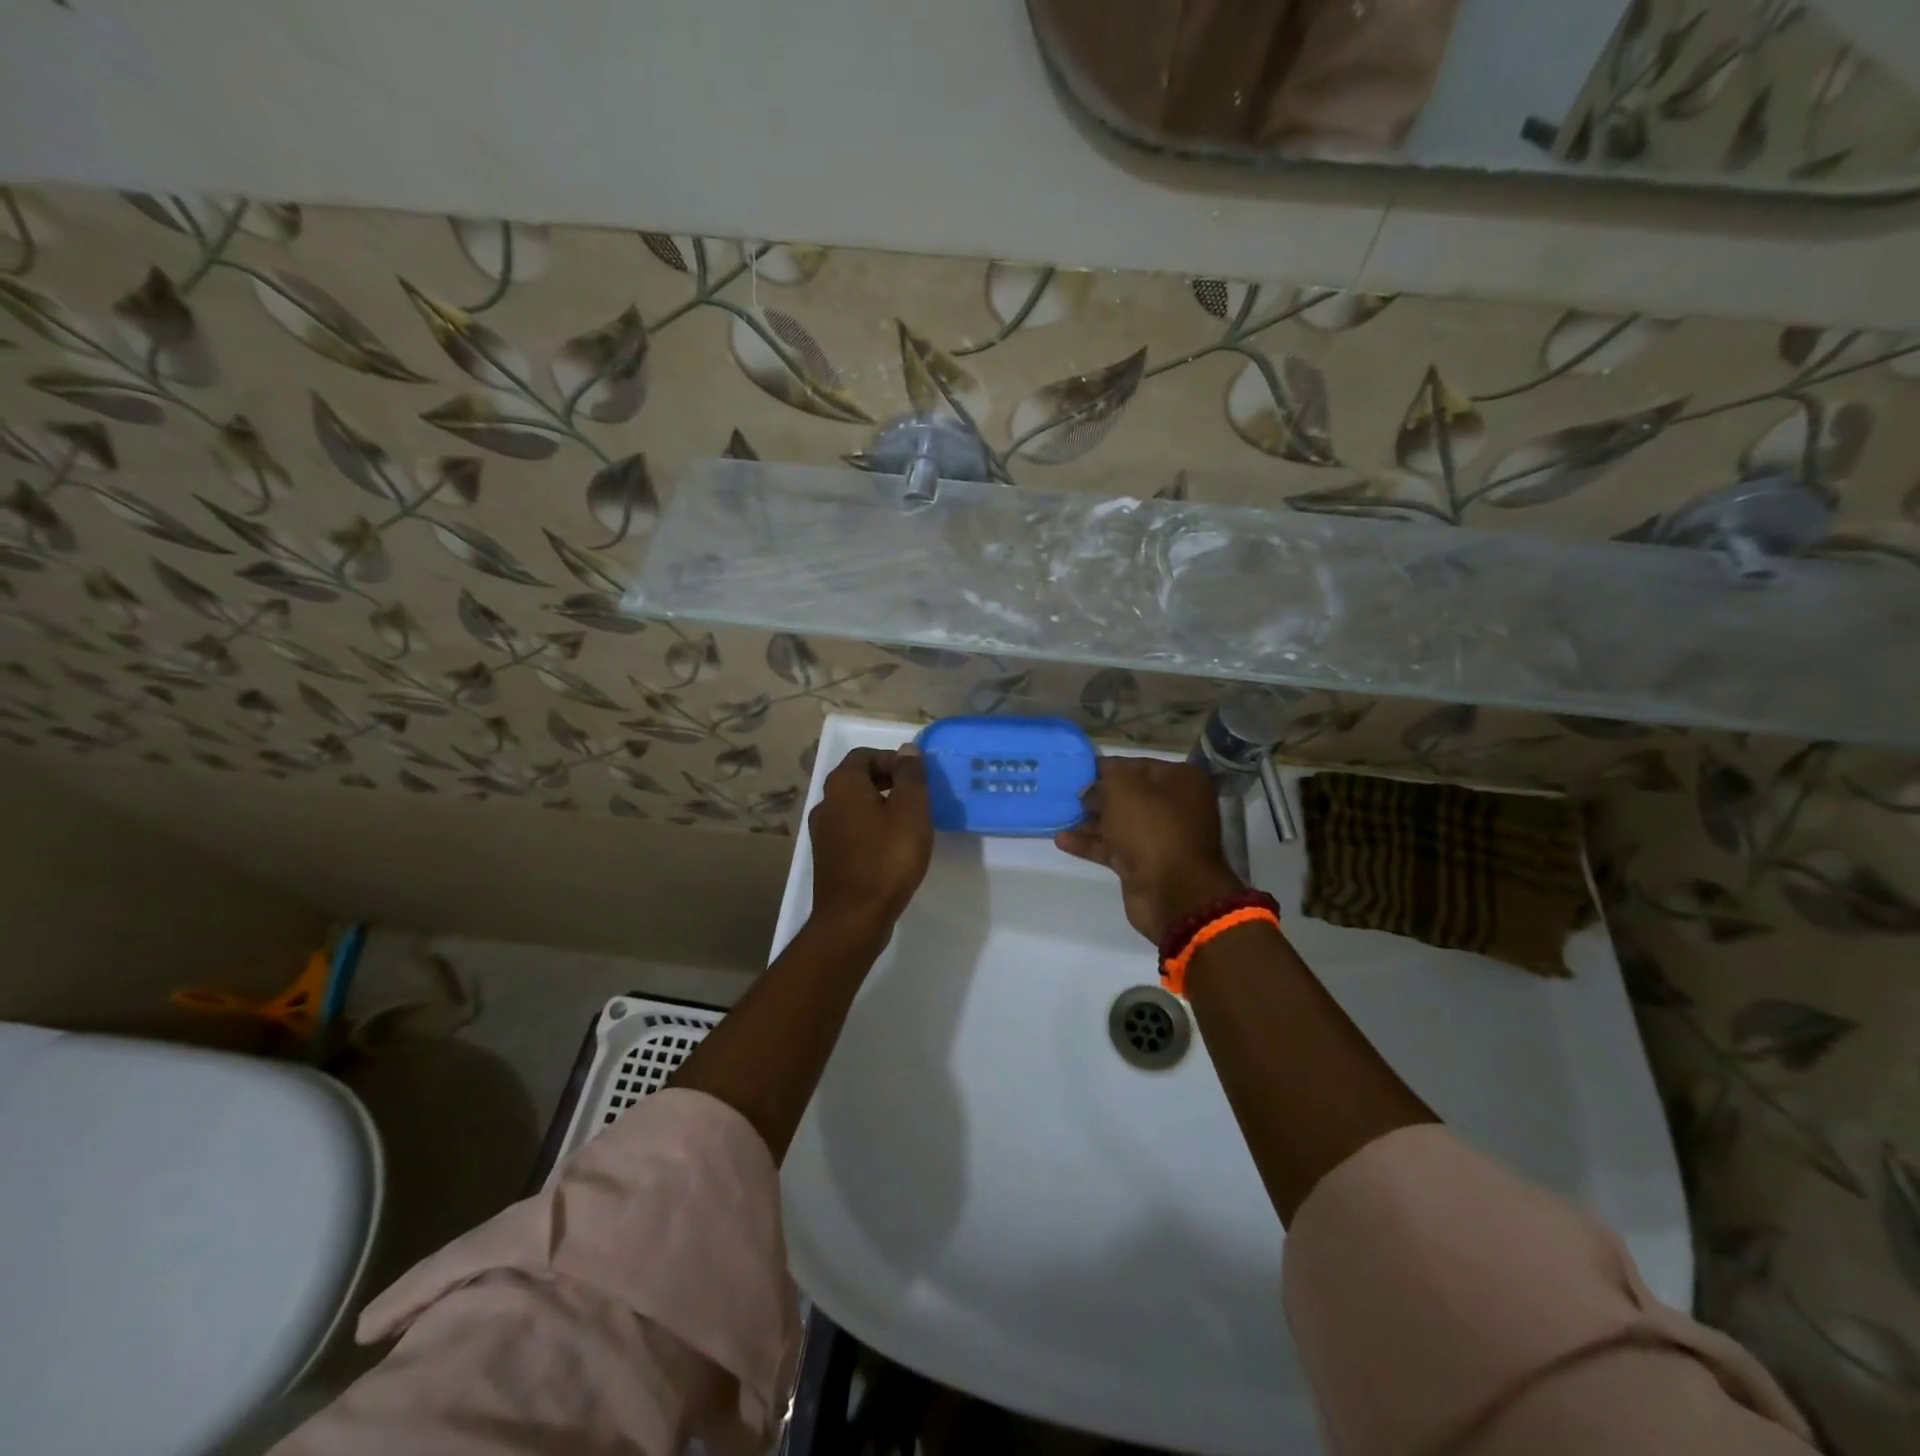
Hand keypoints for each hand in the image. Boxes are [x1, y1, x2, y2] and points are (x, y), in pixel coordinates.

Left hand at [808, 746, 934, 928]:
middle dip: (889, 782)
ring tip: (909, 825)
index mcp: (843, 785)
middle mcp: (826, 803)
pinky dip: (872, 830)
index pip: (865, 755)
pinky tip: (892, 849)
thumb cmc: (887, 858)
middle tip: (918, 799)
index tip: (918, 778)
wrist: (853, 918)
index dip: (893, 760)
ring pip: (855, 807)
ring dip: (881, 807)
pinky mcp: (827, 857)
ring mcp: (823, 832)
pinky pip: (852, 831)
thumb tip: (907, 750)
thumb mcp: (910, 810)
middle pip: (858, 779)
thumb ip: (910, 776)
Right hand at [1055, 756, 1241, 943]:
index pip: (1138, 765)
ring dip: (1089, 821)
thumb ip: (1103, 782)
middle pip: (1128, 796)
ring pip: (1119, 823)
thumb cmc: (1151, 827)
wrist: (1172, 891)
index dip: (1107, 767)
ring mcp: (1160, 838)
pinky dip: (1090, 844)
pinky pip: (1113, 848)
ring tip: (1057, 815)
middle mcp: (1175, 807)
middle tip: (1065, 793)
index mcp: (1181, 781)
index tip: (1078, 769)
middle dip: (1097, 795)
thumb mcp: (1123, 789)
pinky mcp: (1144, 865)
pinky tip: (1062, 840)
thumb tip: (1091, 791)